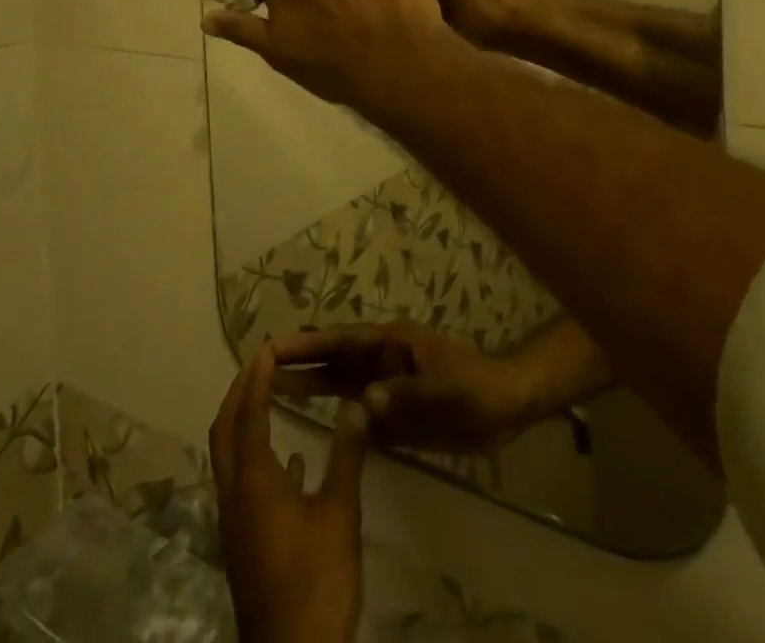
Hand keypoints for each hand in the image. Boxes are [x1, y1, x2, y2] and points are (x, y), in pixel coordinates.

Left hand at [212, 345, 370, 642]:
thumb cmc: (317, 581)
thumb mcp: (340, 513)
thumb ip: (347, 454)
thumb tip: (358, 402)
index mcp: (254, 481)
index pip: (249, 414)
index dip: (256, 378)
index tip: (267, 348)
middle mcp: (235, 495)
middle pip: (225, 431)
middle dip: (239, 393)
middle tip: (261, 364)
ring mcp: (236, 523)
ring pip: (229, 457)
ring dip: (244, 422)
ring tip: (270, 397)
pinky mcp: (245, 544)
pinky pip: (244, 485)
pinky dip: (259, 458)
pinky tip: (293, 462)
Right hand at [272, 322, 540, 453]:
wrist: (505, 407)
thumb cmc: (474, 388)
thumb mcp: (444, 390)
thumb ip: (404, 396)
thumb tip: (362, 402)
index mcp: (391, 344)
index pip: (341, 341)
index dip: (308, 343)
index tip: (272, 346)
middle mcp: (382, 360)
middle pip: (333, 360)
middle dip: (299, 361)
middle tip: (259, 367)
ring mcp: (386, 386)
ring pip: (340, 384)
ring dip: (310, 385)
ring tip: (272, 390)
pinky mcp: (394, 413)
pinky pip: (357, 412)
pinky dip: (335, 414)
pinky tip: (311, 424)